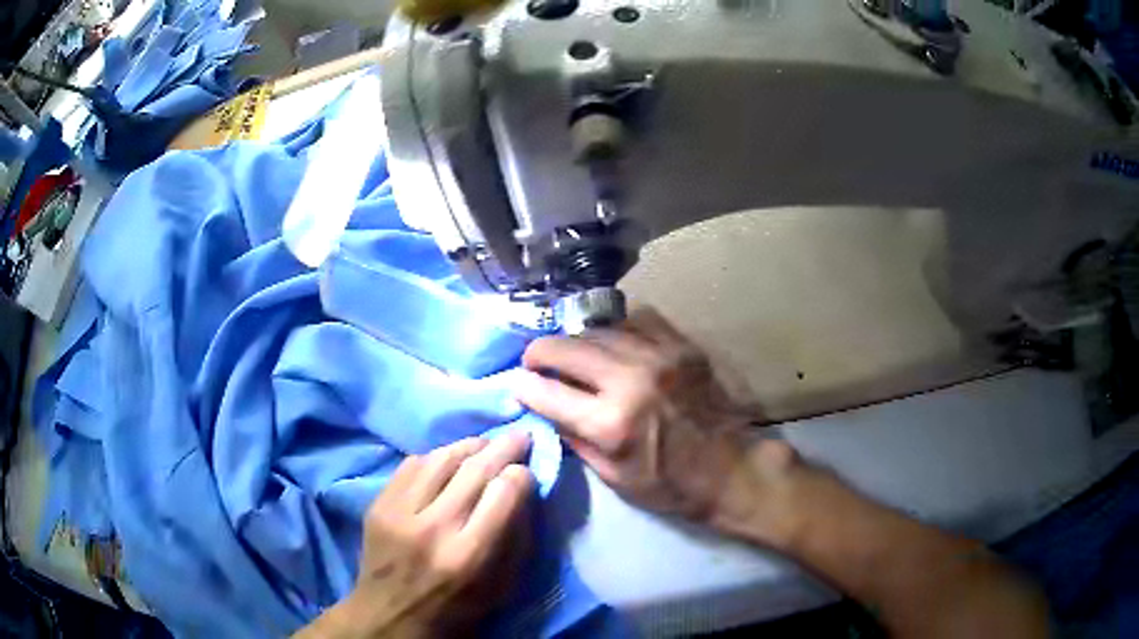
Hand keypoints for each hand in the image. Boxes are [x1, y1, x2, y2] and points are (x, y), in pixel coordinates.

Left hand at [297, 433, 534, 638]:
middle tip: (519, 436)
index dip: (522, 475)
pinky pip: (412, 464)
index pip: (504, 493)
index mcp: (469, 556)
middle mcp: (433, 527)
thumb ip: (517, 539)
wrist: (390, 616)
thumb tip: (525, 490)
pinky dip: (437, 456)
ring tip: (486, 444)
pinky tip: (449, 459)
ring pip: (441, 458)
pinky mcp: (378, 504)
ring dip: (470, 446)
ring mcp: (399, 512)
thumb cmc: (455, 610)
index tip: (528, 471)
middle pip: (475, 469)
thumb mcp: (501, 589)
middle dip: (504, 447)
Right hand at [514, 308, 799, 541]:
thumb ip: (574, 438)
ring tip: (572, 353)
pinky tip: (614, 343)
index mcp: (611, 423)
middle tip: (535, 362)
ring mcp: (659, 357)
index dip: (523, 386)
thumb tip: (544, 408)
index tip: (516, 383)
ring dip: (576, 341)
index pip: (547, 392)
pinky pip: (637, 320)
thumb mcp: (613, 477)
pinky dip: (617, 329)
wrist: (730, 469)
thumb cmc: (670, 485)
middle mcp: (630, 381)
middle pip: (565, 348)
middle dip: (539, 353)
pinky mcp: (681, 346)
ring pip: (598, 329)